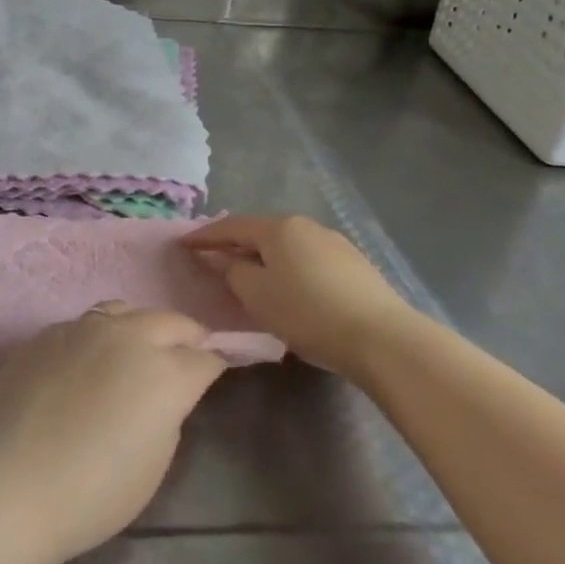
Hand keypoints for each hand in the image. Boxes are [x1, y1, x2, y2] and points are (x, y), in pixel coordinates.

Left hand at [0, 304, 226, 563]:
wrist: (7, 482)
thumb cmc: (91, 492)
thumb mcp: (153, 464)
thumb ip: (168, 414)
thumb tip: (163, 393)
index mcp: (165, 372)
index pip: (205, 358)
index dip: (214, 366)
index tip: (213, 374)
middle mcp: (128, 336)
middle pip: (170, 321)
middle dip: (185, 336)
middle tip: (185, 355)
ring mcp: (83, 328)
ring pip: (125, 310)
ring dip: (140, 326)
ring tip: (136, 349)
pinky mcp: (47, 332)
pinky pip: (85, 324)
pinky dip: (100, 336)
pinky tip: (87, 362)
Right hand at [182, 215, 411, 372]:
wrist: (383, 338)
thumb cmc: (308, 313)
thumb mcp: (257, 295)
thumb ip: (231, 271)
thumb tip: (218, 257)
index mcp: (278, 227)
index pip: (230, 226)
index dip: (204, 236)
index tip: (182, 245)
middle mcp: (306, 225)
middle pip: (260, 231)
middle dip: (234, 244)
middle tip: (212, 259)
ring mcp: (334, 242)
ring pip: (286, 245)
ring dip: (263, 256)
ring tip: (249, 274)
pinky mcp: (354, 264)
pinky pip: (306, 258)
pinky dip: (287, 266)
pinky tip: (288, 286)